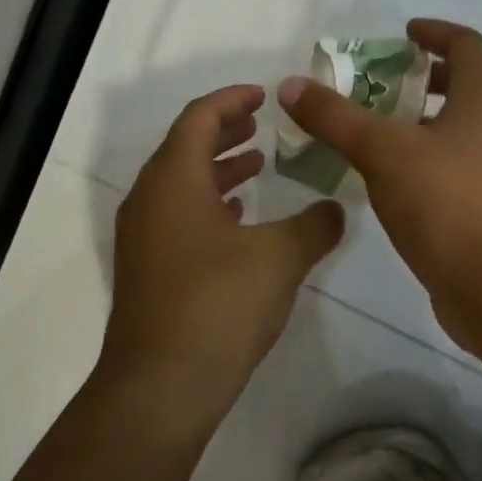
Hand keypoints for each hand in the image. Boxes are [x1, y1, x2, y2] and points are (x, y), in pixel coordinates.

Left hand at [99, 84, 343, 434]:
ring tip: (258, 169)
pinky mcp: (150, 272)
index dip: (231, 100)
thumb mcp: (281, 257)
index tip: (264, 95)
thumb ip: (316, 224)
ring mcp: (144, 240)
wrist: (163, 385)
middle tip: (264, 126)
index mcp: (173, 181)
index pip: (198, 119)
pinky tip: (240, 222)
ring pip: (181, 186)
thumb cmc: (219, 305)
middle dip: (226, 133)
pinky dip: (210, 207)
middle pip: (185, 148)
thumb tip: (336, 210)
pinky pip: (179, 219)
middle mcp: (150, 201)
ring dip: (219, 171)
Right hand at [275, 19, 481, 345]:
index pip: (467, 44)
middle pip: (468, 84)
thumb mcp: (382, 152)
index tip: (403, 34)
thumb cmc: (445, 201)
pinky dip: (430, 156)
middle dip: (427, 78)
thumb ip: (336, 117)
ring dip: (426, 120)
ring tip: (380, 129)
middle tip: (383, 83)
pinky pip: (461, 164)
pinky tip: (394, 177)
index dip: (435, 33)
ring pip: (464, 128)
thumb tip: (291, 85)